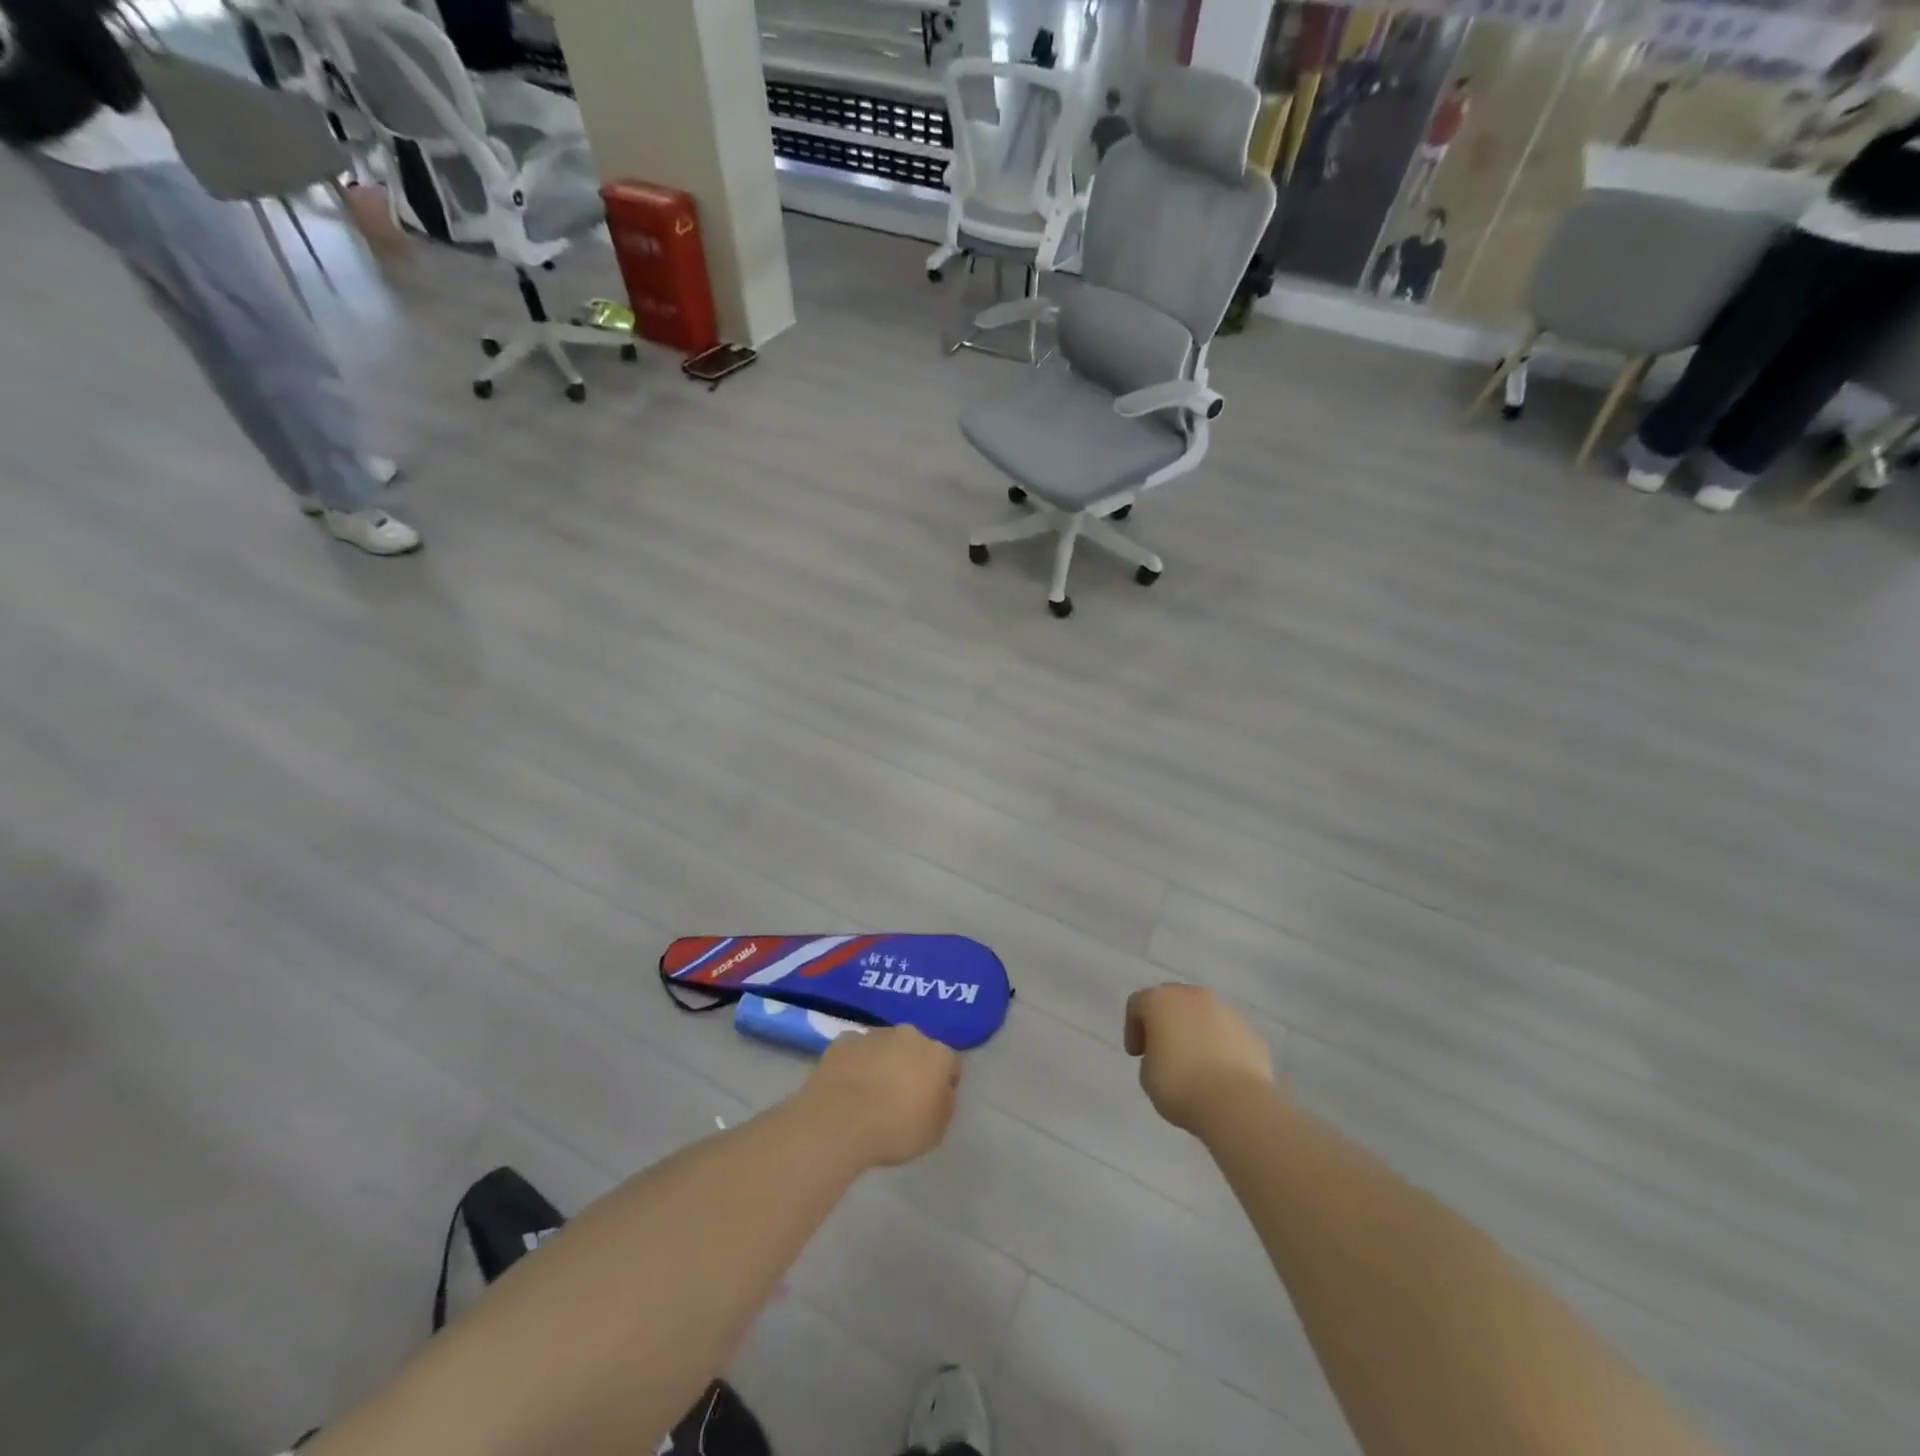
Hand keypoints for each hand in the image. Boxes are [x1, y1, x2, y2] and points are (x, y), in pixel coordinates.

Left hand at [801, 1026, 961, 1167]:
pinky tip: (848, 1085)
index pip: (950, 1063)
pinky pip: (857, 1049)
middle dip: (913, 1065)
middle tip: (901, 1096)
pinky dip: (856, 1062)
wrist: (840, 1122)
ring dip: (884, 1061)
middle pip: (917, 1048)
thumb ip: (944, 1104)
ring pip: (885, 1045)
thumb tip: (940, 1090)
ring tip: (870, 1092)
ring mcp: (874, 1034)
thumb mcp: (935, 1131)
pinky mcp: (845, 1040)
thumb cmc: (895, 1130)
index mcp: (937, 1055)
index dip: (944, 1083)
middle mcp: (909, 1035)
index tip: (933, 1103)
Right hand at [1125, 984, 1275, 1136]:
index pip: (1138, 1004)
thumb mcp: (1147, 1074)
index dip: (1133, 1029)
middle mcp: (1193, 995)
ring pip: (1204, 1015)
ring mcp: (1226, 1011)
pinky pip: (1227, 1034)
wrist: (1236, 1103)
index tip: (1137, 1055)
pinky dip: (1221, 1046)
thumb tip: (1167, 1053)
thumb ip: (1152, 1055)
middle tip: (1164, 1051)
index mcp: (1160, 1000)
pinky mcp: (1251, 1032)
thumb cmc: (1180, 1085)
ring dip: (1196, 1032)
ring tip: (1196, 1064)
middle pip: (1173, 1001)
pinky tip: (1220, 1072)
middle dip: (1166, 1023)